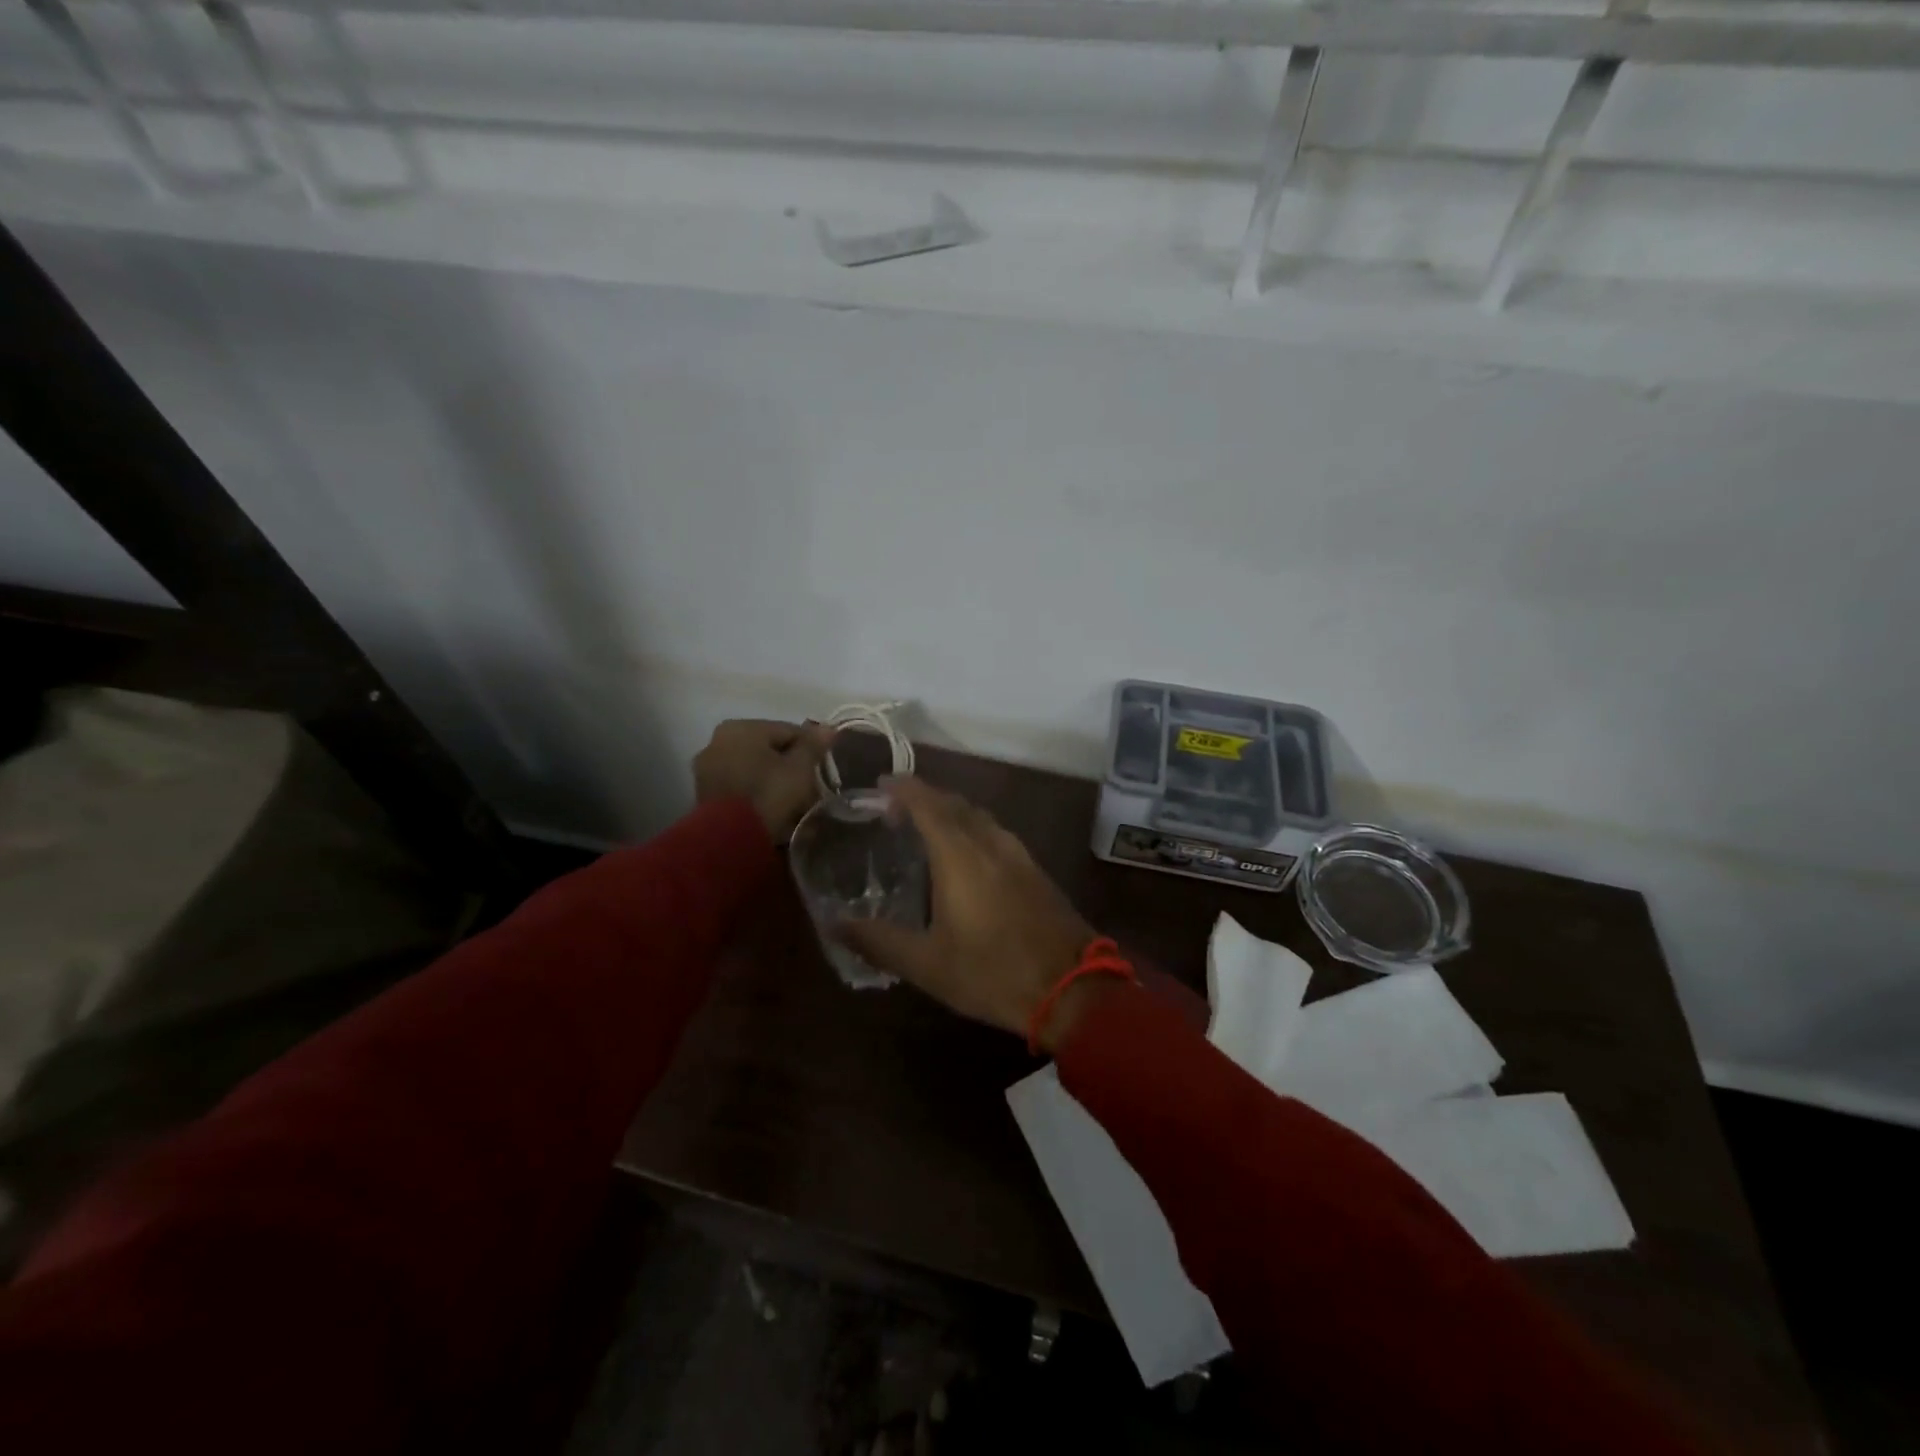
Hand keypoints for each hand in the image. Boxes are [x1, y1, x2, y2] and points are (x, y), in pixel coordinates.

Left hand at [693, 719, 834, 841]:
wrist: (730, 840)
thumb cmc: (769, 794)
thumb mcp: (800, 769)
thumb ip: (813, 746)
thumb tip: (827, 728)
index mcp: (742, 727)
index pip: (788, 731)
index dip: (810, 750)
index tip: (822, 770)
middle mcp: (718, 741)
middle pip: (768, 750)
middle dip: (789, 767)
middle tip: (808, 789)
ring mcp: (707, 769)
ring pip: (752, 769)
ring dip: (772, 781)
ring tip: (791, 804)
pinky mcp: (703, 794)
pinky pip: (739, 787)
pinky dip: (755, 794)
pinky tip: (770, 811)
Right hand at [835, 778, 1109, 1049]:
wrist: (1072, 989)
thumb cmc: (992, 972)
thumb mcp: (927, 964)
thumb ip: (879, 941)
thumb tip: (834, 925)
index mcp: (960, 855)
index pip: (928, 805)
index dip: (904, 790)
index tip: (882, 785)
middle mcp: (990, 843)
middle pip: (955, 804)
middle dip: (925, 798)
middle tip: (895, 809)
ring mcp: (1019, 856)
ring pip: (980, 817)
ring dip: (951, 812)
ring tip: (927, 827)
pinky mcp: (1036, 872)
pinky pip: (996, 834)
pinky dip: (973, 829)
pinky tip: (968, 856)